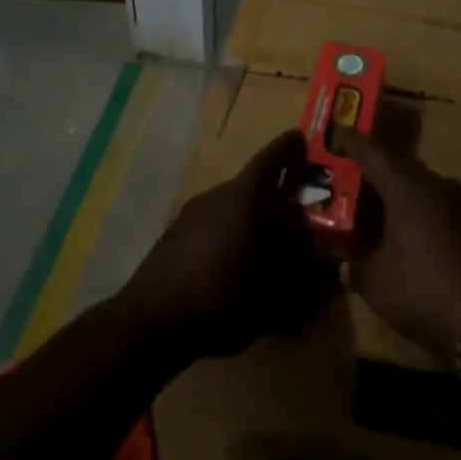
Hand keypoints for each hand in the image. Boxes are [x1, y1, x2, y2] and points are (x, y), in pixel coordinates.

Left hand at [122, 129, 331, 361]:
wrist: (152, 321)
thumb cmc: (221, 297)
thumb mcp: (271, 286)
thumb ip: (295, 260)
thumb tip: (309, 239)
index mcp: (242, 197)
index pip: (270, 159)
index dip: (288, 147)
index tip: (301, 138)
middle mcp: (216, 195)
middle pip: (251, 184)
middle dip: (273, 193)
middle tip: (295, 209)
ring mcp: (191, 213)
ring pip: (231, 206)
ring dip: (250, 217)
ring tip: (267, 244)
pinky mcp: (175, 235)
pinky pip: (212, 224)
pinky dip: (229, 233)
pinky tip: (233, 263)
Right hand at [334, 128, 460, 362]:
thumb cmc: (424, 288)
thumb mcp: (376, 283)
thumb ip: (355, 267)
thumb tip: (343, 264)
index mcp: (405, 186)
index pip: (372, 154)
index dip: (353, 144)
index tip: (340, 130)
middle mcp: (435, 184)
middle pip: (399, 170)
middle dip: (378, 176)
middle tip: (357, 183)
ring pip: (423, 191)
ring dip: (403, 200)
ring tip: (383, 216)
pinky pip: (442, 212)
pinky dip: (424, 219)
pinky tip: (416, 241)